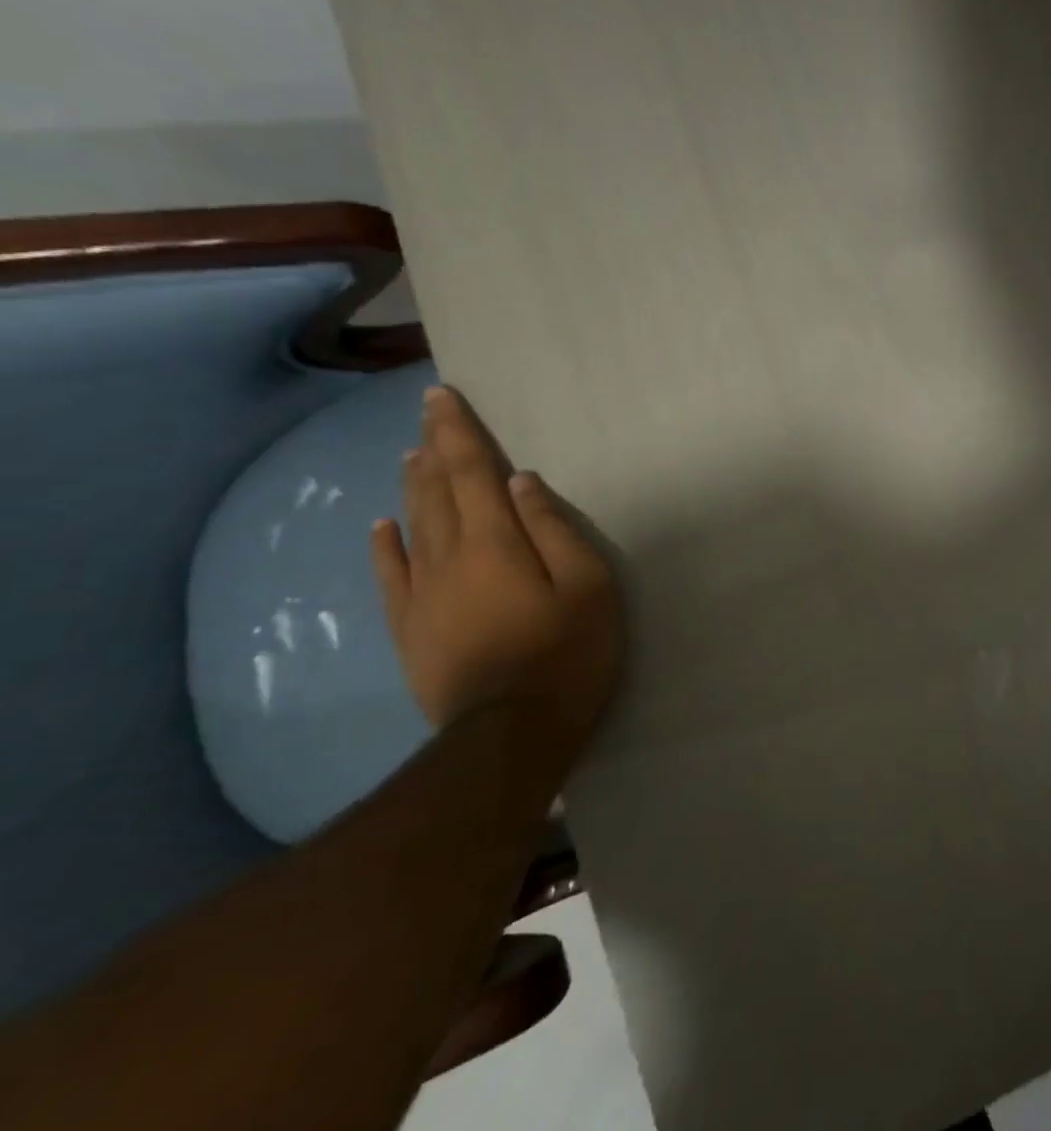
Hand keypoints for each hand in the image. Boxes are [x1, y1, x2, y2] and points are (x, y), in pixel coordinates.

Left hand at [371, 384, 623, 768]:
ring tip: (412, 454)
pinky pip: (391, 574)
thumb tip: (521, 482)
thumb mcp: (588, 585)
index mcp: (495, 542)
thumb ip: (554, 529)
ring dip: (413, 485)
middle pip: (435, 491)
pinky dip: (386, 543)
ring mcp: (421, 594)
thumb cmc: (567, 652)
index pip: (470, 473)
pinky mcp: (410, 627)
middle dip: (432, 447)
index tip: (442, 397)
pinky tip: (383, 525)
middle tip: (428, 413)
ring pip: (412, 525)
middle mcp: (448, 557)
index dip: (457, 433)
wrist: (511, 733)